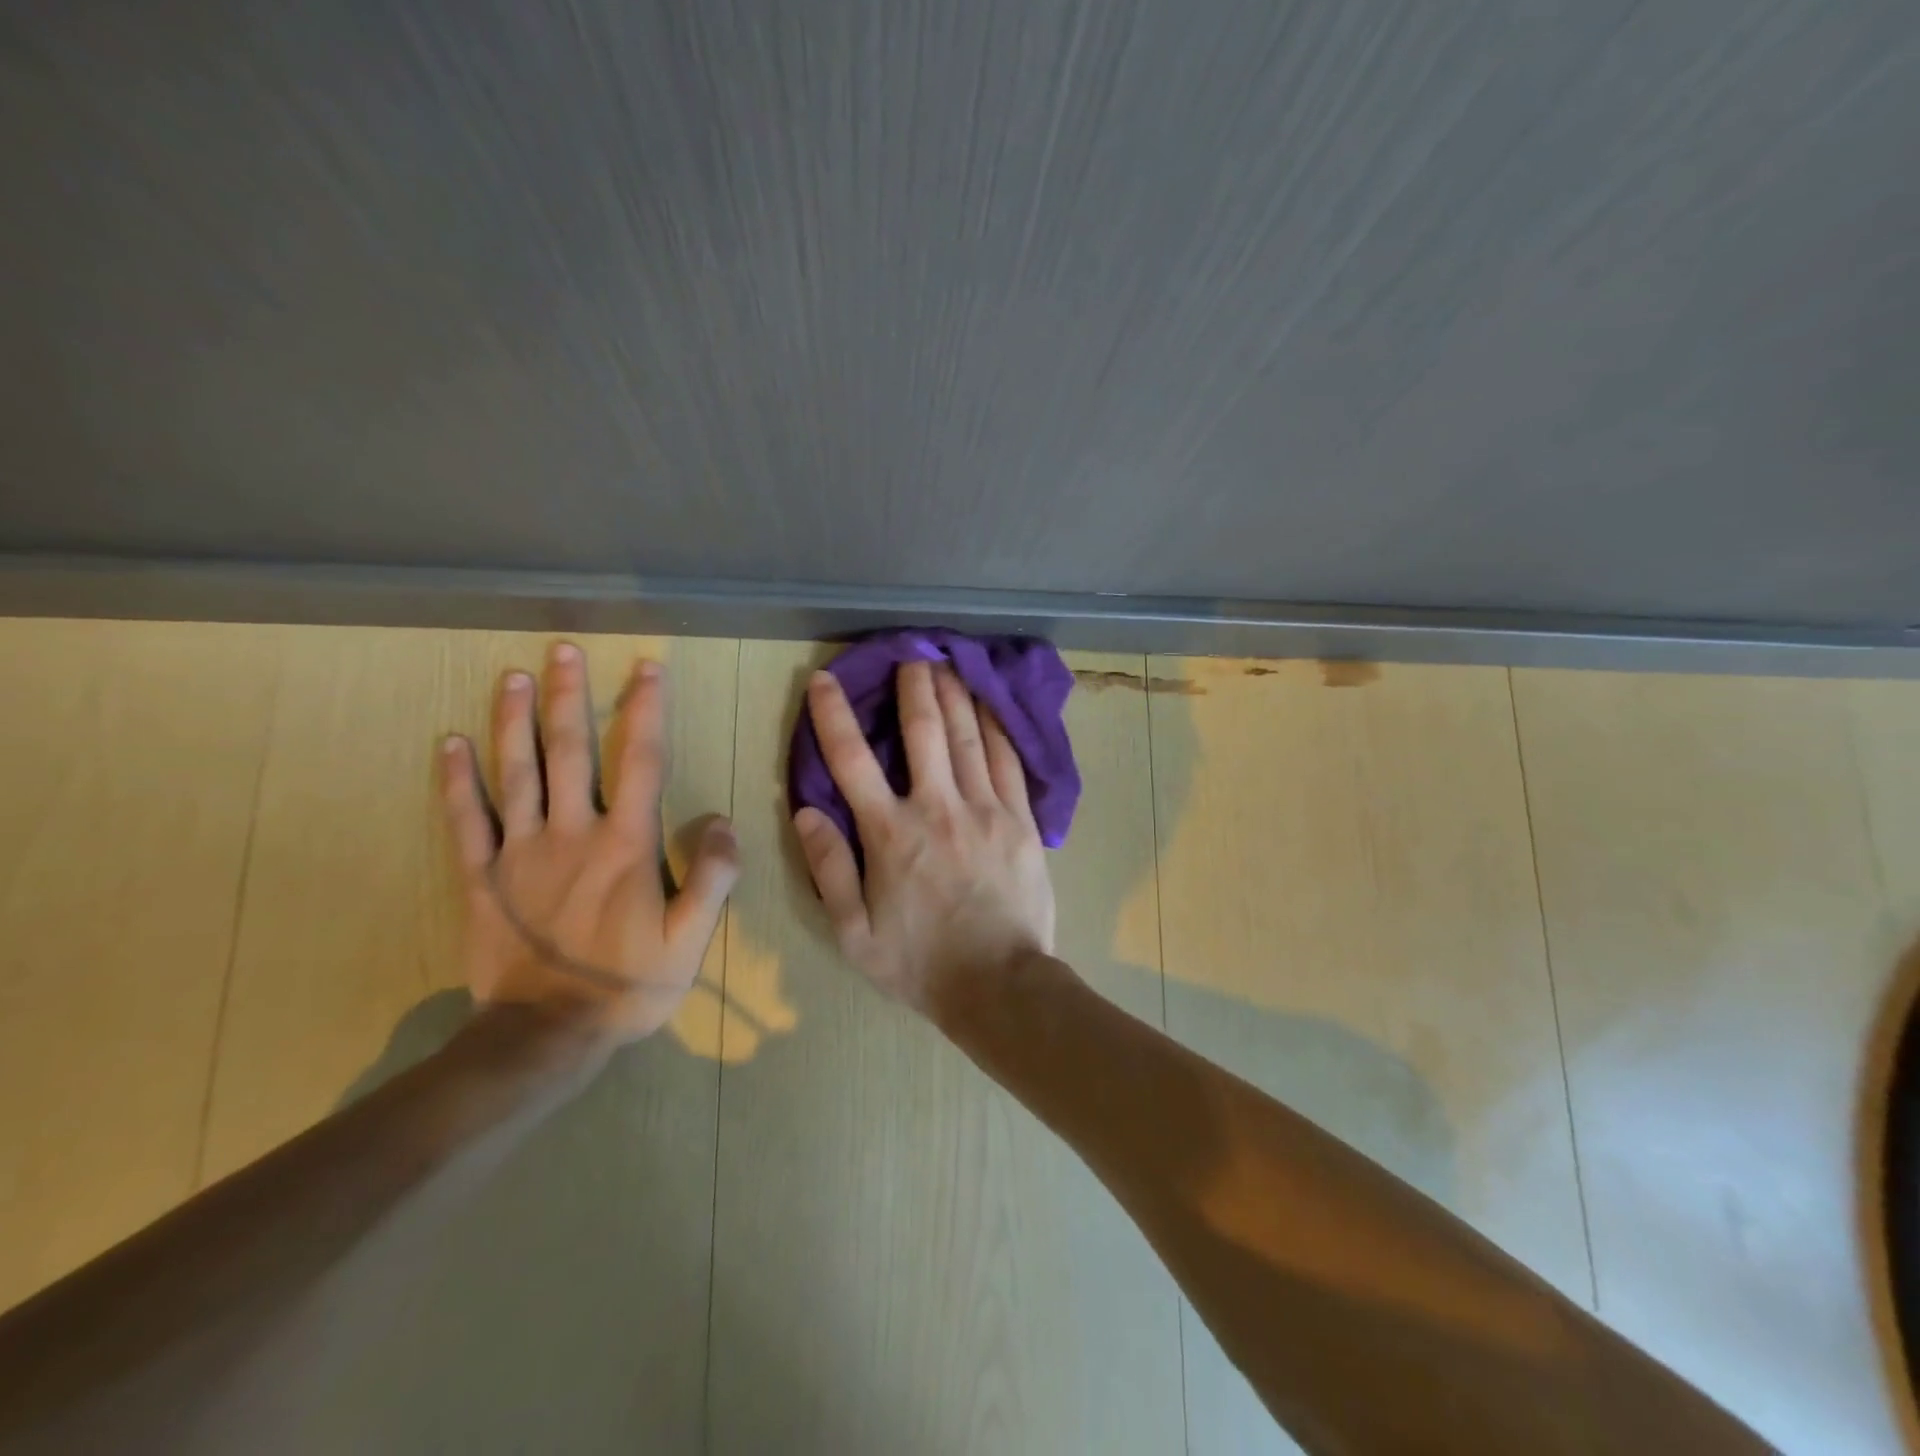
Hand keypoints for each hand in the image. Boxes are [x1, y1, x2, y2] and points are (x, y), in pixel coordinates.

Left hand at [438, 643, 738, 1048]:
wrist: (546, 1034)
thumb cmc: (628, 985)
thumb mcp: (691, 939)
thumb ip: (713, 876)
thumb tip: (721, 818)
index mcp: (627, 844)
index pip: (641, 761)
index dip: (646, 710)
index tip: (647, 668)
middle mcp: (572, 832)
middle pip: (572, 751)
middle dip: (570, 696)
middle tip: (563, 649)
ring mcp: (520, 851)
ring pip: (516, 772)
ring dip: (513, 720)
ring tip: (512, 676)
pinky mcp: (481, 876)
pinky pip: (465, 819)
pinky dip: (456, 780)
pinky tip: (449, 743)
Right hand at [793, 661, 1055, 1017]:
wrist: (1000, 986)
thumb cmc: (920, 964)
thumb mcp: (854, 932)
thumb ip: (829, 868)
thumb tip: (806, 812)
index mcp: (890, 834)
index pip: (851, 761)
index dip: (833, 715)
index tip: (825, 681)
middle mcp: (937, 808)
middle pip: (923, 731)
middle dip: (914, 687)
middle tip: (911, 654)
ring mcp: (985, 810)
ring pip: (968, 737)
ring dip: (955, 695)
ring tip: (948, 663)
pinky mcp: (1021, 820)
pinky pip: (1009, 762)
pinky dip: (997, 728)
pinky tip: (991, 707)